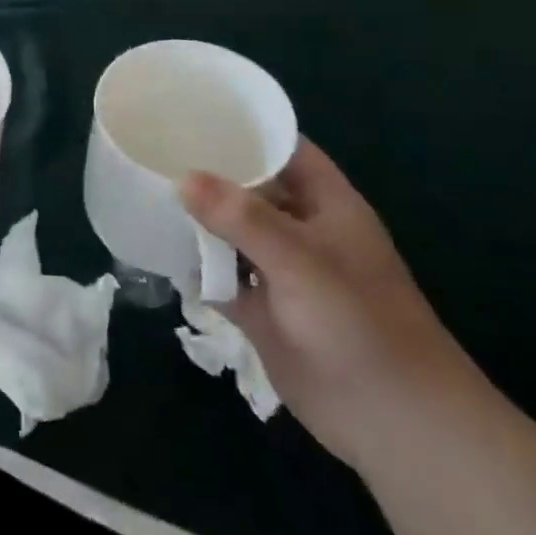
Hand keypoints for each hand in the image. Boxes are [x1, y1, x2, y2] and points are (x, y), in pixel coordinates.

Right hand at [181, 139, 473, 469]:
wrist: (391, 419)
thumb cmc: (358, 323)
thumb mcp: (301, 260)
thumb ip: (242, 218)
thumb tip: (183, 177)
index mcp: (327, 205)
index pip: (285, 150)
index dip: (246, 130)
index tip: (193, 115)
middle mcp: (302, 231)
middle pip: (250, 190)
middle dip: (209, 175)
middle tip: (153, 153)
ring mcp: (281, 272)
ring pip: (232, 235)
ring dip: (198, 223)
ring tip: (144, 195)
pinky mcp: (263, 311)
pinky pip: (223, 278)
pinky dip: (197, 268)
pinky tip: (159, 253)